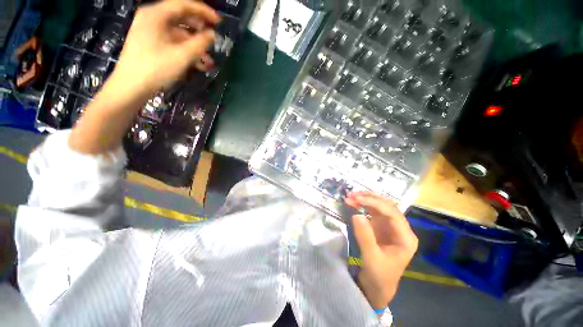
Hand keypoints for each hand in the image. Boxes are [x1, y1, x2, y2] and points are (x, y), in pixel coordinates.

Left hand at [112, 0, 220, 97]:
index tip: (219, 22)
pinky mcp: (151, 43)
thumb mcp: (182, 56)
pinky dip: (186, 51)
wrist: (131, 87)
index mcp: (156, 14)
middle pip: (182, 18)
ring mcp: (151, 31)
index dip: (204, 11)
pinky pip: (173, 42)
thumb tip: (212, 34)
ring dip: (195, 45)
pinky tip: (198, 64)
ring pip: (179, 33)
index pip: (184, 5)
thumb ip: (200, 43)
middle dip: (200, 30)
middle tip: (214, 40)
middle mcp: (152, 18)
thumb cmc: (155, 69)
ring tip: (209, 61)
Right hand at [345, 192, 417, 309]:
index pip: (392, 213)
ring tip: (350, 197)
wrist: (377, 287)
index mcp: (405, 237)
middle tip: (351, 195)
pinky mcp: (381, 226)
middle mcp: (400, 228)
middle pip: (387, 206)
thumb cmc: (379, 276)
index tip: (357, 199)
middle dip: (369, 198)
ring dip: (365, 199)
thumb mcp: (371, 258)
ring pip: (380, 206)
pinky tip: (354, 203)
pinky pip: (373, 211)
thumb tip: (356, 214)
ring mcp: (390, 226)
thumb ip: (365, 236)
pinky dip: (363, 205)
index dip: (374, 203)